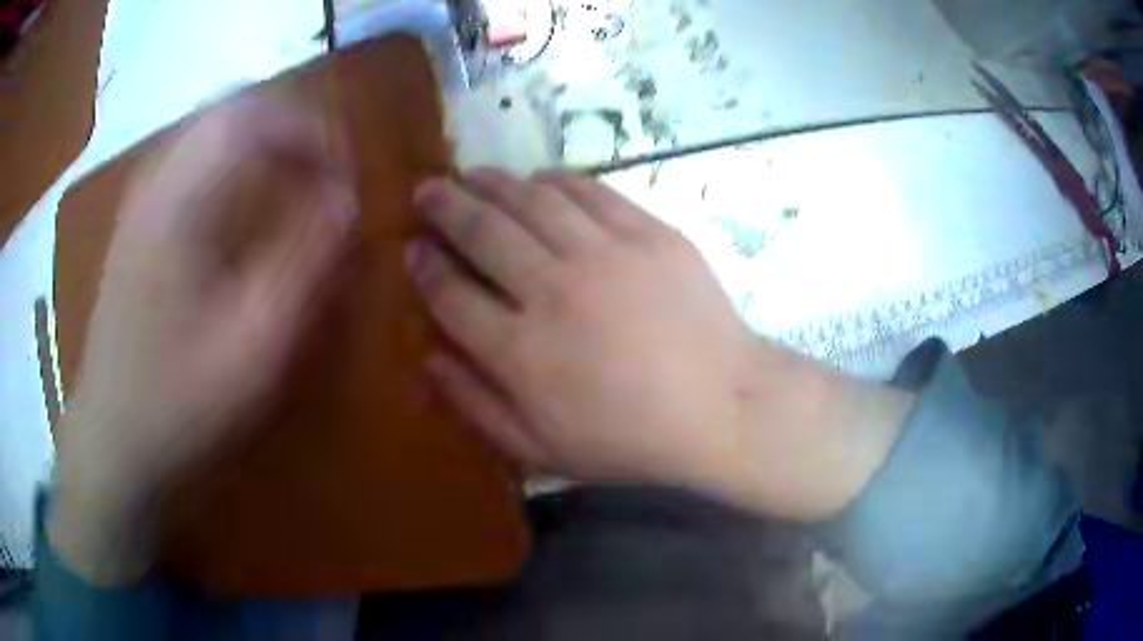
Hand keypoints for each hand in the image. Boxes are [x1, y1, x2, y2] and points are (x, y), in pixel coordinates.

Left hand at [50, 98, 355, 584]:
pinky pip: (191, 157)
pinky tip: (241, 201)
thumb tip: (347, 198)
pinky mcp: (136, 220)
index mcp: (181, 200)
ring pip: (211, 126)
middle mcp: (158, 179)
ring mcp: (141, 197)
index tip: (346, 177)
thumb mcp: (254, 345)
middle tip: (324, 171)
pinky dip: (230, 159)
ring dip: (262, 138)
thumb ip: (305, 261)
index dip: (314, 134)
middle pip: (234, 108)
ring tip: (293, 178)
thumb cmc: (179, 401)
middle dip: (290, 128)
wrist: (113, 439)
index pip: (258, 118)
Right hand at [410, 169, 913, 519]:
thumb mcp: (543, 448)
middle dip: (444, 205)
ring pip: (530, 198)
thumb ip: (477, 404)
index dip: (425, 267)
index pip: (451, 294)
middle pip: (481, 230)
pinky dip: (554, 179)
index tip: (413, 250)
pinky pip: (589, 190)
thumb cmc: (631, 439)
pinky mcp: (648, 232)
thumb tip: (428, 356)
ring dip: (491, 182)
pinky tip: (537, 179)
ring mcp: (605, 254)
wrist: (724, 407)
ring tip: (472, 175)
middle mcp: (554, 290)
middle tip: (426, 190)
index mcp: (522, 353)